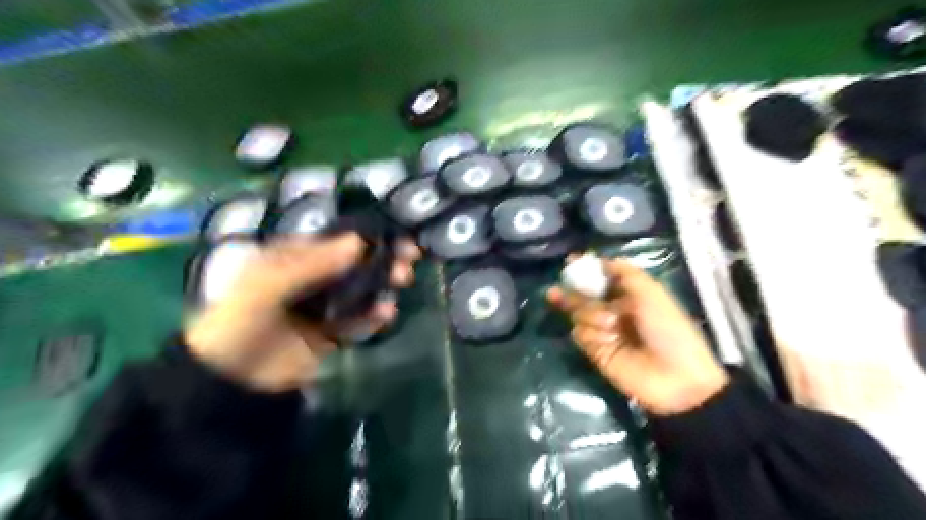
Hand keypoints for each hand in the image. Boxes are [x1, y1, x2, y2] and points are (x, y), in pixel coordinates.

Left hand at [184, 234, 421, 391]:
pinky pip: (358, 322)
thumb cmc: (240, 321)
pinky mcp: (331, 335)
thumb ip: (312, 263)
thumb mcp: (267, 285)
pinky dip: (374, 316)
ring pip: (360, 291)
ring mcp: (322, 308)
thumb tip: (358, 242)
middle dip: (382, 259)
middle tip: (409, 259)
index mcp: (292, 259)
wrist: (229, 382)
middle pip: (354, 264)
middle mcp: (311, 279)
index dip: (367, 236)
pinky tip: (387, 313)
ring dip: (383, 284)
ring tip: (403, 281)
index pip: (335, 240)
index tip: (396, 235)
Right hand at [544, 254, 727, 415]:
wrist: (674, 377)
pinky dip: (591, 335)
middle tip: (555, 292)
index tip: (570, 262)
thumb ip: (626, 273)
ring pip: (579, 314)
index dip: (586, 270)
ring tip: (612, 326)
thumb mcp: (652, 293)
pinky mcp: (595, 351)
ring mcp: (603, 331)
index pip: (601, 277)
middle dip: (572, 292)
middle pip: (583, 295)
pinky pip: (580, 334)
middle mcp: (613, 310)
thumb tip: (603, 260)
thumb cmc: (667, 328)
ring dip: (591, 316)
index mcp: (629, 294)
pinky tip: (606, 341)